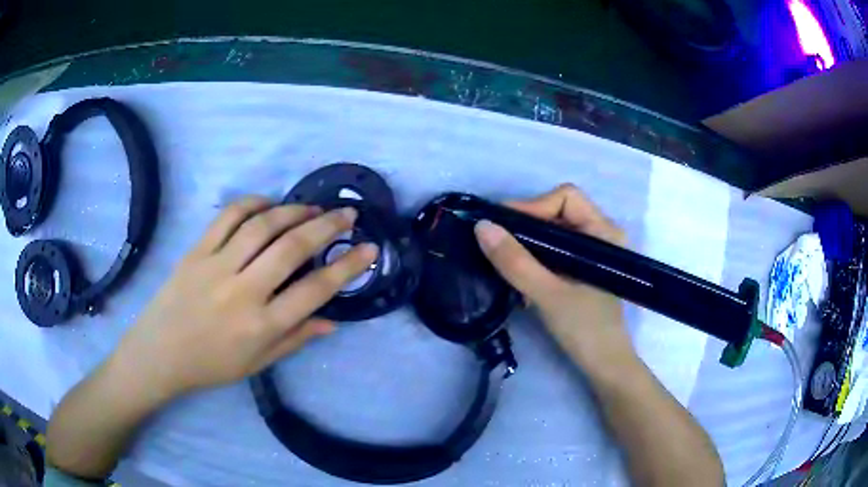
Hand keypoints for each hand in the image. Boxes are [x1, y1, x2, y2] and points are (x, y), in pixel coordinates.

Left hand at [113, 197, 377, 399]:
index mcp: (260, 326)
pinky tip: (269, 203)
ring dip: (293, 211)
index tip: (370, 249)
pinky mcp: (196, 251)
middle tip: (347, 215)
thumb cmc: (210, 365)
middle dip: (326, 227)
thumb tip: (332, 320)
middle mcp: (242, 292)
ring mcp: (216, 266)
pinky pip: (227, 217)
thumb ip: (295, 339)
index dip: (347, 267)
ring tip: (312, 208)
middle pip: (291, 248)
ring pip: (261, 226)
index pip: (314, 291)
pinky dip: (252, 203)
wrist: (160, 353)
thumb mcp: (257, 363)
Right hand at [474, 184, 631, 367]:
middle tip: (497, 244)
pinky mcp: (583, 269)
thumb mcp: (548, 294)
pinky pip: (555, 251)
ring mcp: (592, 252)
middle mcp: (600, 234)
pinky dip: (535, 258)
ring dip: (528, 244)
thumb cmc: (585, 328)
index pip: (565, 197)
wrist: (604, 365)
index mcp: (603, 231)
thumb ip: (515, 262)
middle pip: (557, 211)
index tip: (503, 228)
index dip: (532, 206)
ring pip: (553, 232)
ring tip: (505, 262)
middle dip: (526, 226)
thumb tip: (481, 227)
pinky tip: (521, 277)